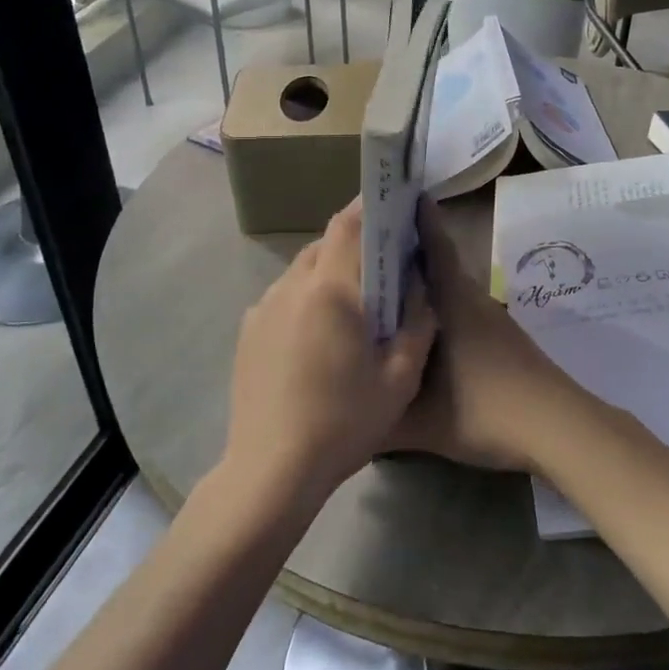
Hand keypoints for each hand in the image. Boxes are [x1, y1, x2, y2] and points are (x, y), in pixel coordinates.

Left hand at [223, 200, 436, 515]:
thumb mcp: (399, 378)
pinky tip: (320, 336)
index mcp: (329, 290)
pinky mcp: (248, 332)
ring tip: (353, 304)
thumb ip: (417, 323)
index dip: (368, 206)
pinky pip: (284, 297)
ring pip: (301, 271)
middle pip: (323, 245)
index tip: (390, 200)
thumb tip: (420, 288)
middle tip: (382, 263)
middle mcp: (290, 287)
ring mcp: (262, 309)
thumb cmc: (343, 422)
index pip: (346, 225)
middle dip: (352, 245)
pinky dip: (307, 299)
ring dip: (329, 274)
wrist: (271, 470)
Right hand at [392, 199, 593, 471]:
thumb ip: (377, 415)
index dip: (417, 220)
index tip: (395, 196)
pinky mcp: (502, 339)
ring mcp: (491, 320)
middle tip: (368, 249)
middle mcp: (472, 301)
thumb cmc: (486, 412)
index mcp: (453, 304)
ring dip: (424, 283)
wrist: (557, 430)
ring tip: (387, 288)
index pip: (433, 248)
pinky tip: (422, 331)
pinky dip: (441, 308)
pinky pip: (462, 310)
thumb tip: (345, 407)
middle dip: (408, 252)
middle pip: (438, 265)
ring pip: (451, 289)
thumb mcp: (420, 422)